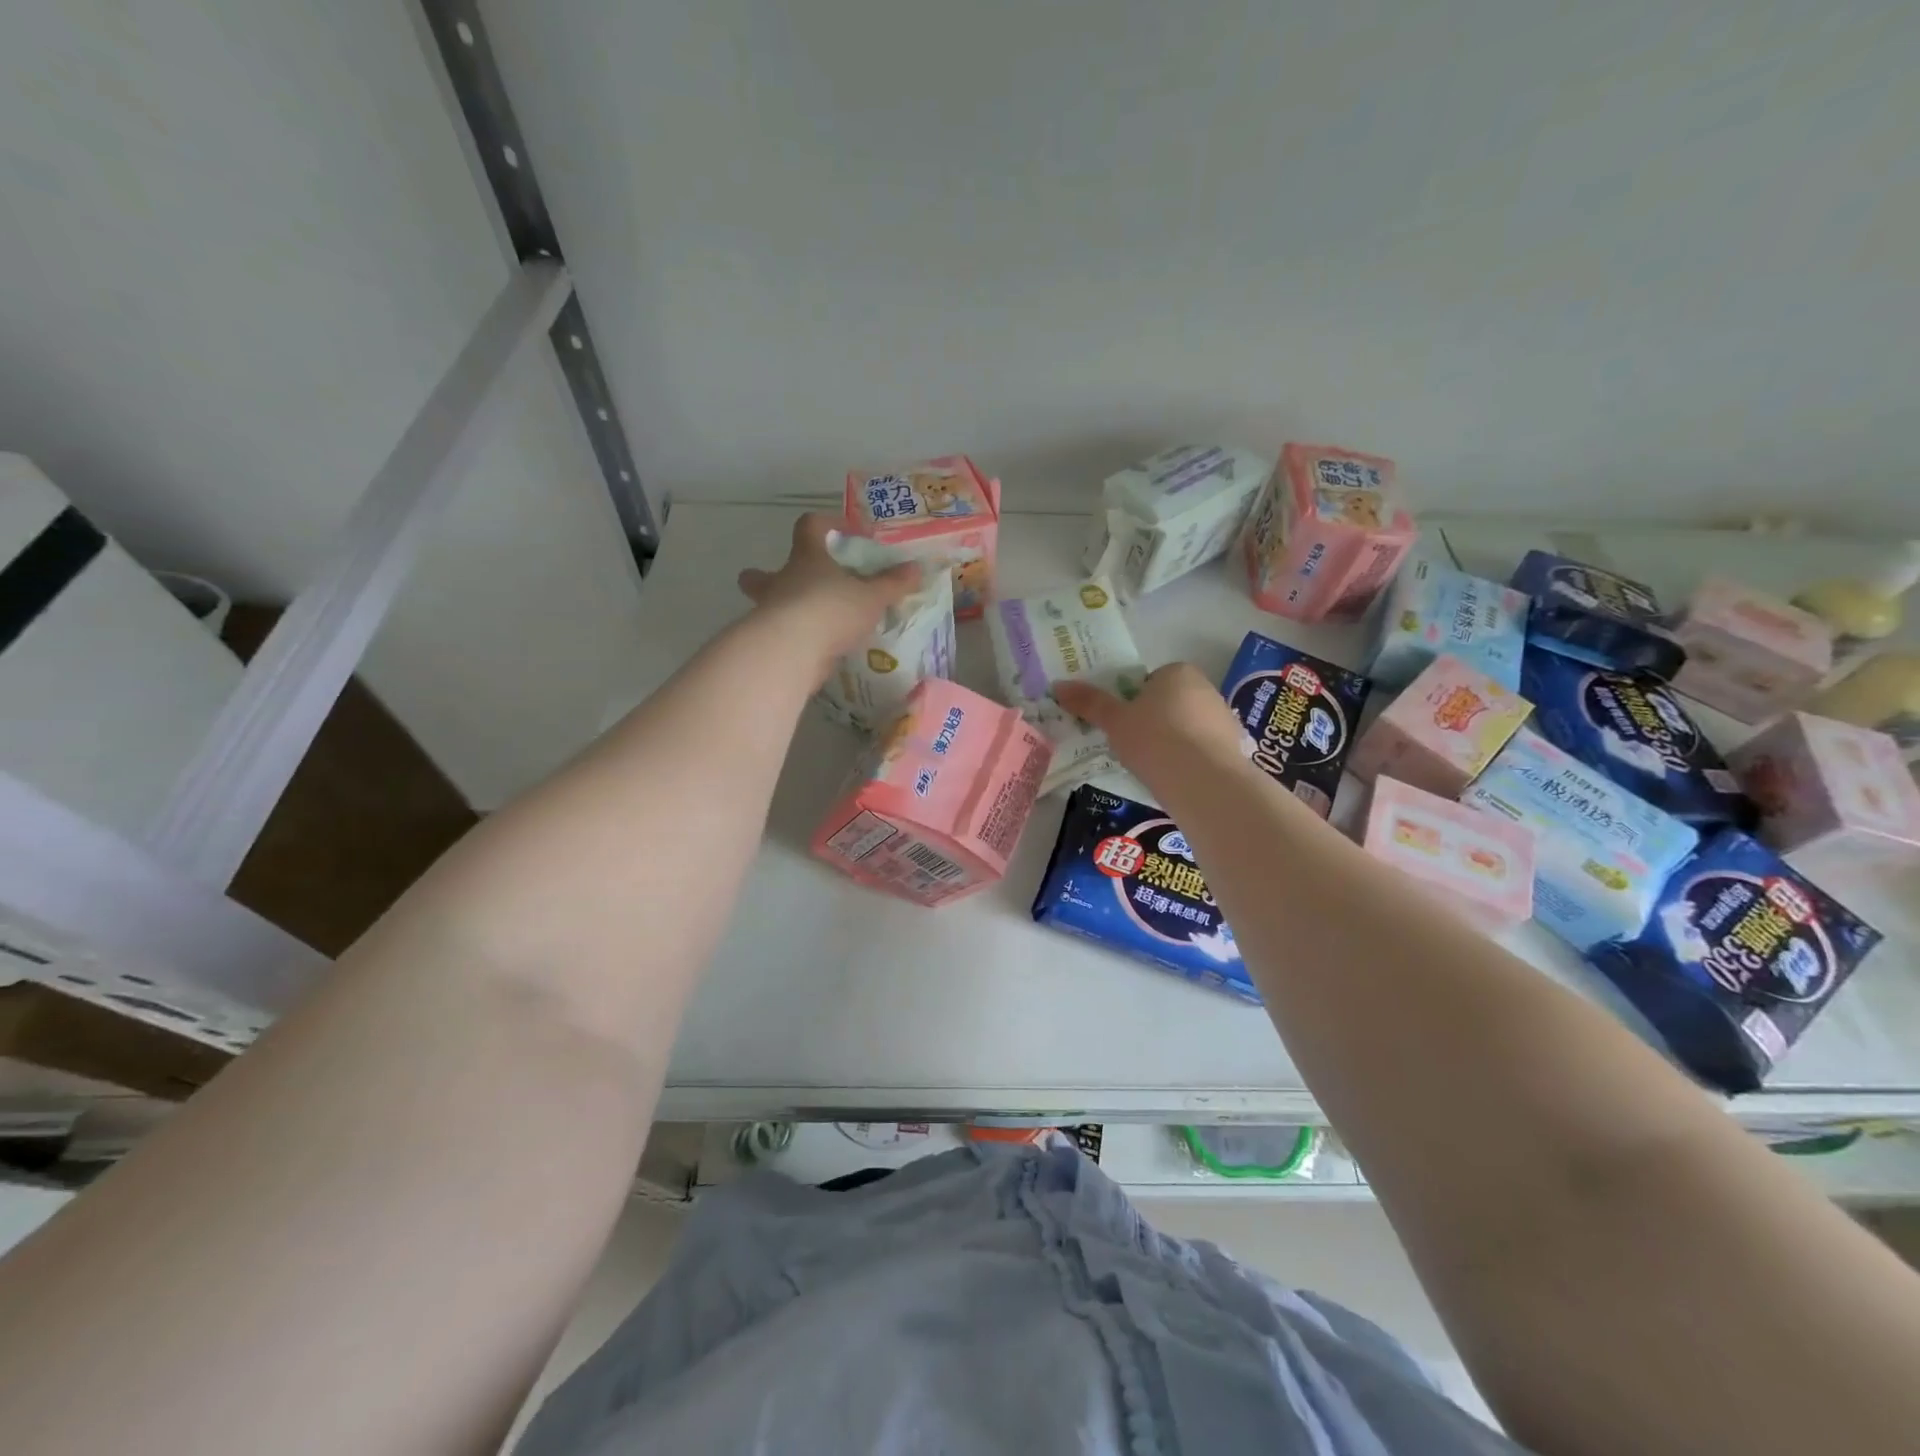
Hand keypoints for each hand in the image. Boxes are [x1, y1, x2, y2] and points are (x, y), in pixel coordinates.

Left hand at [737, 513, 921, 675]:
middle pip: (763, 572)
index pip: (809, 526)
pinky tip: (812, 647)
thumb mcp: (872, 597)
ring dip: (780, 609)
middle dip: (770, 575)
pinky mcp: (771, 640)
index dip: (826, 523)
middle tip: (793, 584)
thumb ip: (892, 584)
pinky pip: (779, 633)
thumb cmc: (832, 610)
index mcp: (807, 558)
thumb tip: (914, 568)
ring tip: (807, 623)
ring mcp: (771, 611)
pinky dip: (793, 637)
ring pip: (765, 604)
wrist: (793, 650)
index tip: (846, 534)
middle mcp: (783, 580)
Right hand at [1054, 664, 1251, 786]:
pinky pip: (1203, 749)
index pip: (1149, 681)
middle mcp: (1205, 687)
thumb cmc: (1154, 739)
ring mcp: (1224, 717)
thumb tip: (1059, 685)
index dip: (1133, 702)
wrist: (1204, 780)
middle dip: (1154, 721)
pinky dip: (1190, 760)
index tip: (1123, 725)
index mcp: (1177, 672)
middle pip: (1170, 702)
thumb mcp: (1114, 721)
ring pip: (1188, 726)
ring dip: (1173, 741)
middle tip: (1133, 746)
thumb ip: (1089, 703)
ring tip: (1154, 767)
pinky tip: (1177, 778)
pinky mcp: (1234, 747)